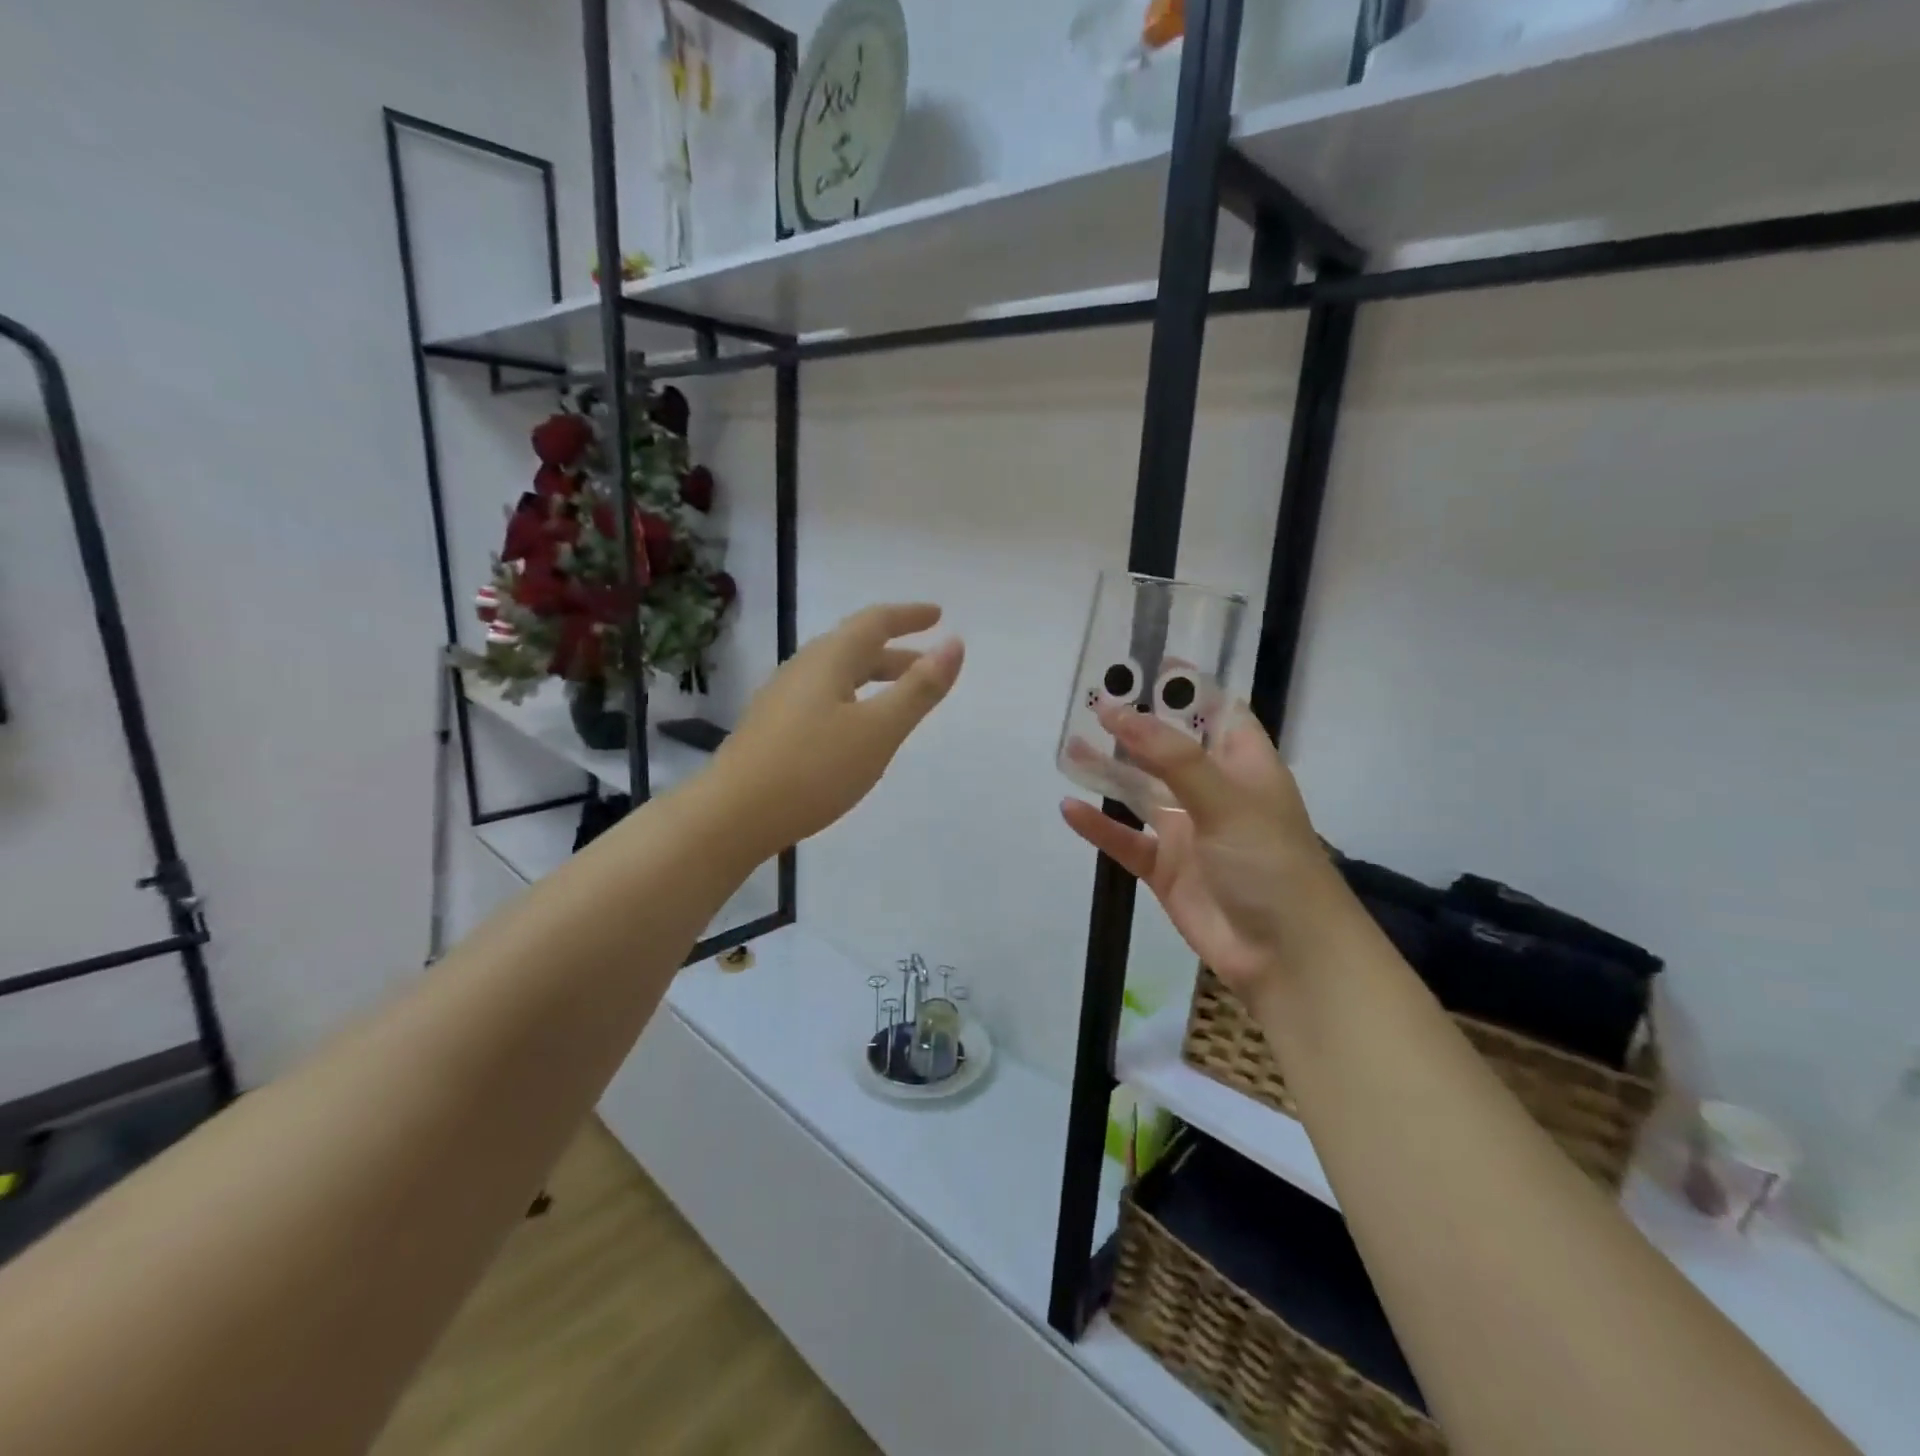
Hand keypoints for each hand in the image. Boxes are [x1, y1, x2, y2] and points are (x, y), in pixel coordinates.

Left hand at [715, 603, 963, 854]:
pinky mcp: (772, 727)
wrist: (732, 815)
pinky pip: (823, 697)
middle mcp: (803, 669)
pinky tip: (855, 728)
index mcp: (829, 659)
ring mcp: (782, 698)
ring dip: (874, 677)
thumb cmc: (813, 769)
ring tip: (899, 696)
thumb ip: (919, 689)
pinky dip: (853, 698)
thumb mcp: (878, 730)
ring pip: (838, 675)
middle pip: (855, 647)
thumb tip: (954, 644)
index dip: (909, 617)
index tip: (937, 615)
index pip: (875, 622)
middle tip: (928, 663)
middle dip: (895, 652)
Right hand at [1060, 702, 1332, 999]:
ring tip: (1070, 746)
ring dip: (1108, 770)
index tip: (1147, 663)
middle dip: (1135, 726)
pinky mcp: (1163, 867)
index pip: (1215, 711)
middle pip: (1167, 748)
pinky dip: (1098, 826)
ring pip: (1139, 791)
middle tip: (1092, 700)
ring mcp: (1186, 830)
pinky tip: (1069, 808)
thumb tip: (1121, 712)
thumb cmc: (1270, 863)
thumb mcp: (1227, 800)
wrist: (1285, 955)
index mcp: (1242, 765)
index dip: (1185, 687)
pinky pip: (1124, 839)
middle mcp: (1212, 791)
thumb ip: (1173, 757)